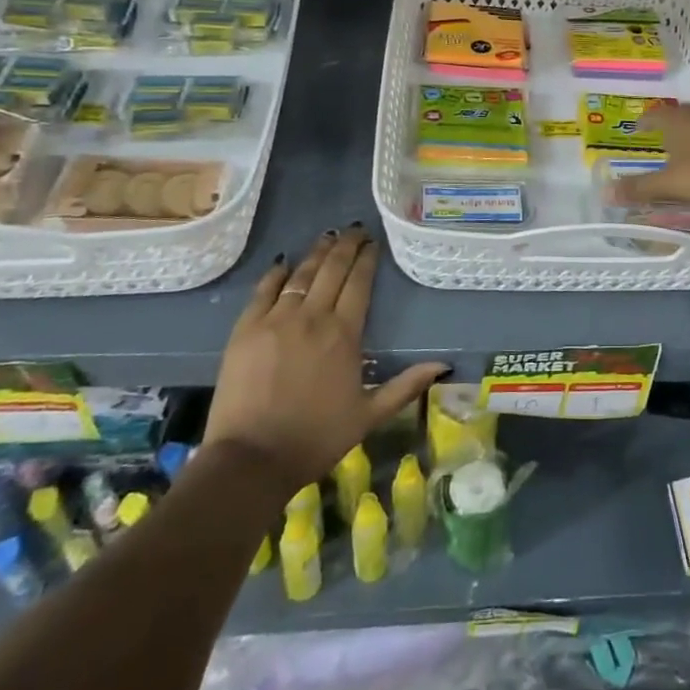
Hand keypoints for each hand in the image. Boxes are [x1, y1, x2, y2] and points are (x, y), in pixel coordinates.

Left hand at [202, 228, 445, 485]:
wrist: (251, 459)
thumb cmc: (316, 438)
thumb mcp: (369, 415)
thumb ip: (405, 386)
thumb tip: (444, 366)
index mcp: (344, 334)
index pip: (359, 284)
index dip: (367, 259)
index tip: (373, 243)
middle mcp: (312, 317)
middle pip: (332, 270)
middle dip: (345, 246)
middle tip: (354, 229)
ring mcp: (275, 320)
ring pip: (300, 275)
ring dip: (316, 253)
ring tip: (327, 237)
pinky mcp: (245, 330)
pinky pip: (263, 291)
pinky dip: (276, 274)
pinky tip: (283, 263)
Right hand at [612, 104, 689, 208]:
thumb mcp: (670, 184)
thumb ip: (640, 188)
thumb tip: (605, 192)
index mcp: (679, 120)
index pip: (655, 115)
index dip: (645, 122)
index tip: (638, 128)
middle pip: (681, 115)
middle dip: (670, 125)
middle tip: (661, 137)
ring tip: (687, 147)